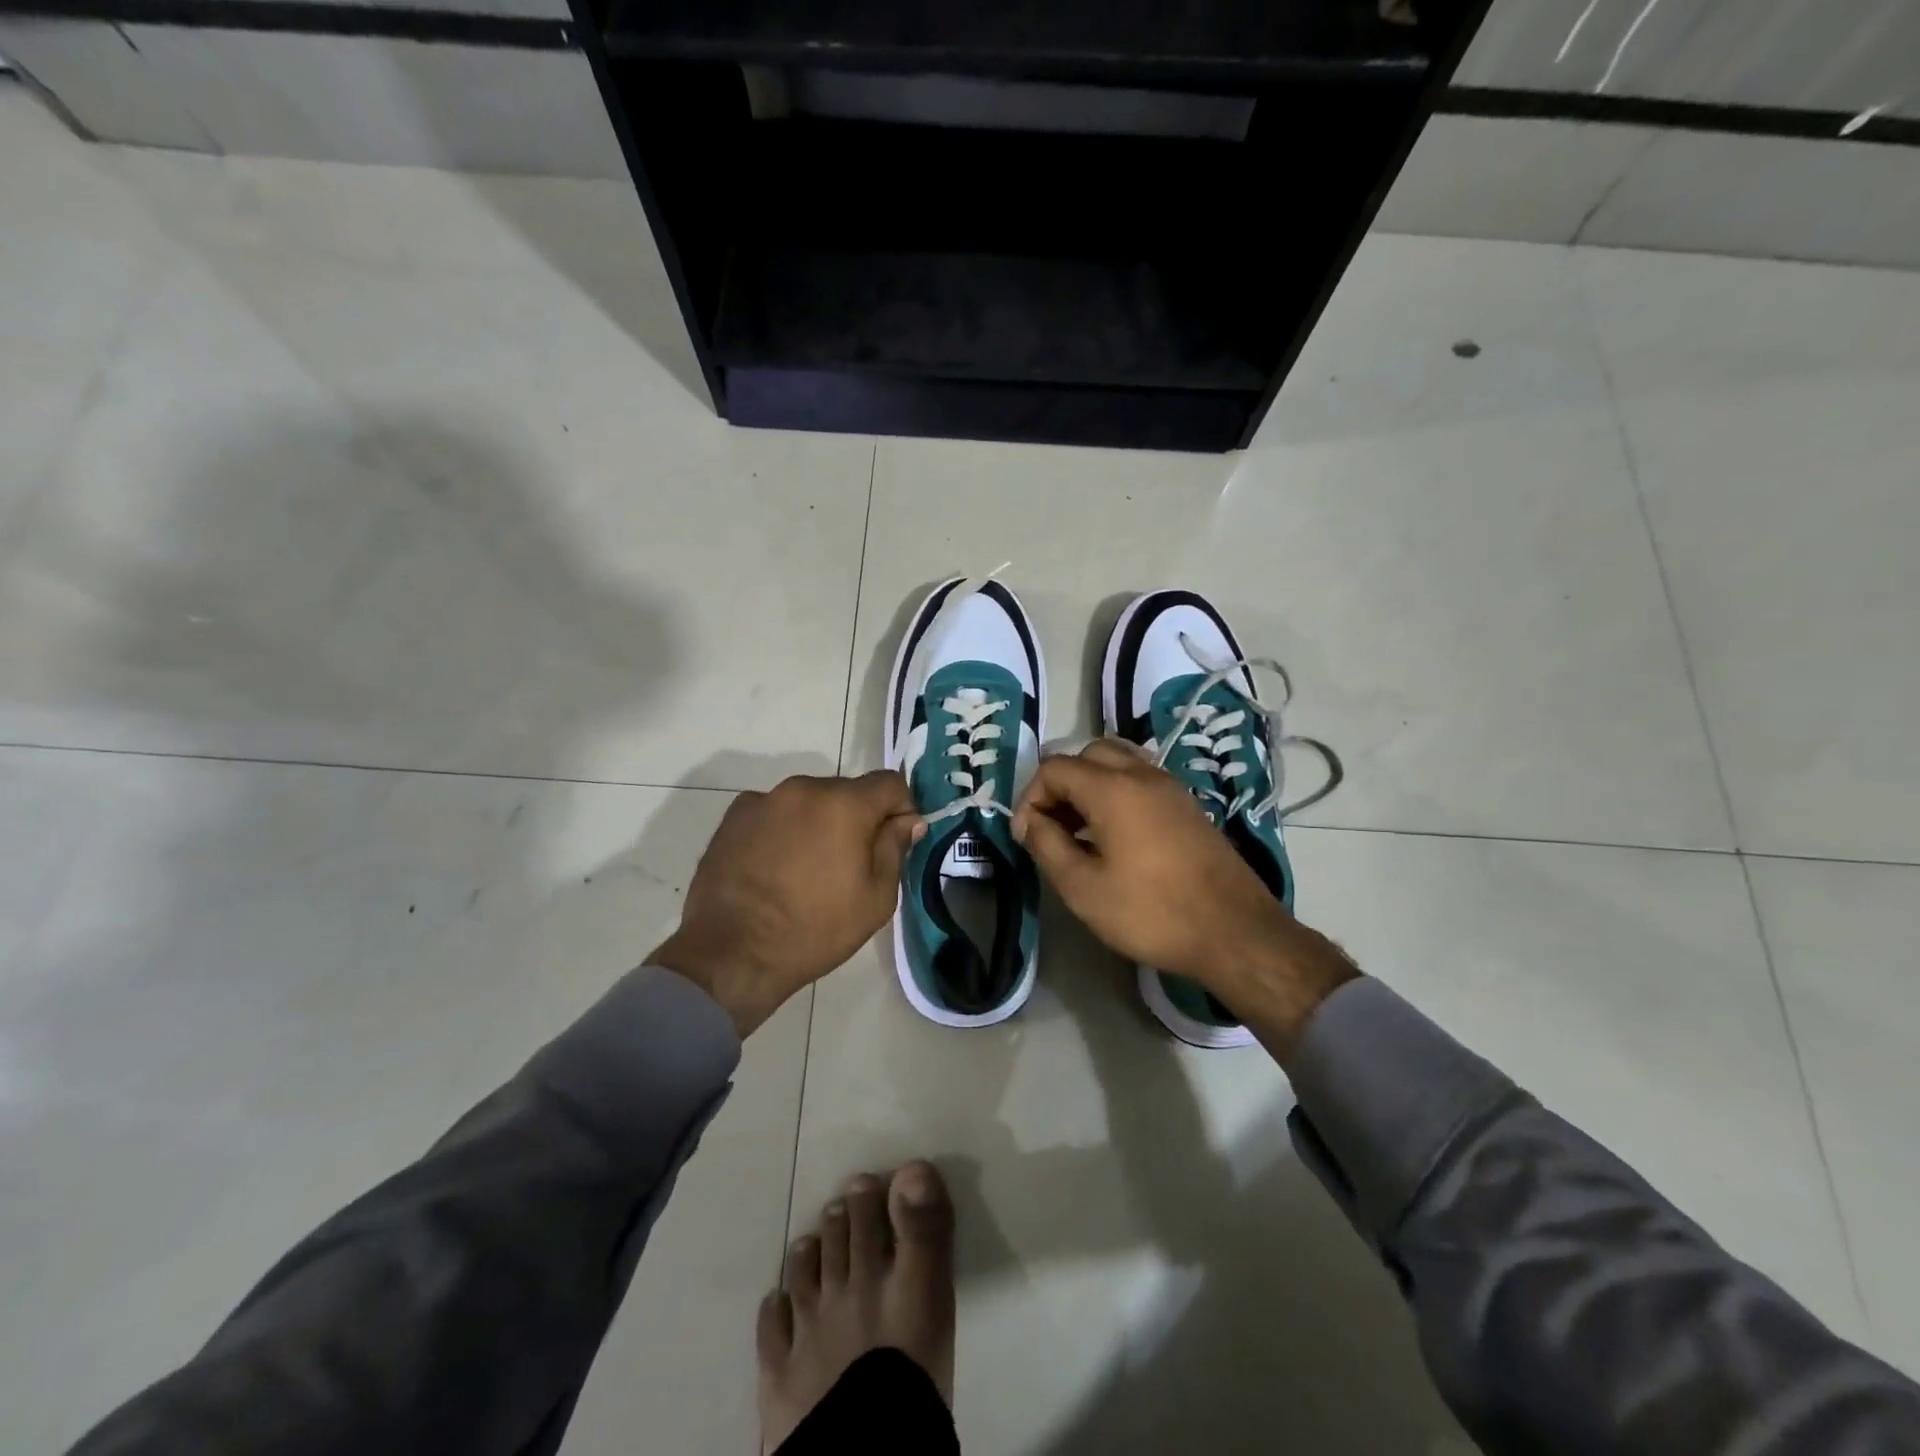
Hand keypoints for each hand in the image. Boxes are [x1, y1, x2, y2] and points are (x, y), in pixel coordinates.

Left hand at [651, 771, 924, 1036]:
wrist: (731, 954)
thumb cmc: (814, 930)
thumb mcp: (875, 899)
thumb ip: (895, 849)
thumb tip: (909, 821)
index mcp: (844, 804)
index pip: (890, 783)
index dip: (901, 809)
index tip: (895, 841)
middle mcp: (803, 789)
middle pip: (847, 791)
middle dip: (857, 818)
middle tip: (849, 863)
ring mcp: (763, 799)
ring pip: (809, 801)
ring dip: (818, 822)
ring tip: (807, 868)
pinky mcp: (733, 817)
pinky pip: (774, 813)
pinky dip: (783, 830)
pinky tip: (775, 867)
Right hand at [1011, 741, 1355, 1049]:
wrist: (1236, 932)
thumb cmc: (1151, 912)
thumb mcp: (1082, 888)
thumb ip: (1046, 845)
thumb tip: (1029, 821)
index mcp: (1113, 788)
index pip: (1055, 768)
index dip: (1030, 797)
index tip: (1027, 836)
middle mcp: (1142, 774)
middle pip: (1087, 754)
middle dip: (1060, 784)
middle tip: (1052, 826)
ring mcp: (1171, 787)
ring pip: (1117, 762)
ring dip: (1089, 785)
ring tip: (1080, 830)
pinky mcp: (1188, 805)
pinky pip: (1141, 779)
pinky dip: (1117, 792)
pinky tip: (1115, 836)